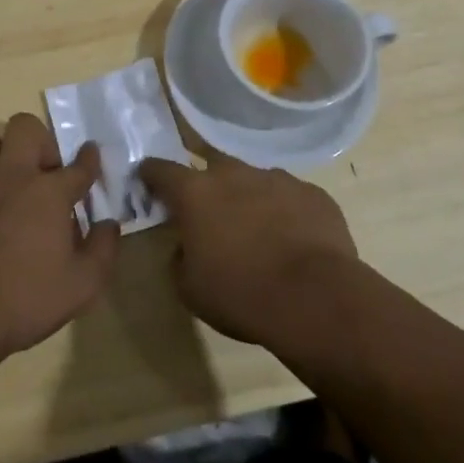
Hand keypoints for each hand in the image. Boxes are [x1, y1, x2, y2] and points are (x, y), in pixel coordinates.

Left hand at [0, 113, 119, 358]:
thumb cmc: (26, 301)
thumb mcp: (83, 285)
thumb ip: (103, 249)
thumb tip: (109, 224)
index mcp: (48, 193)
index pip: (78, 165)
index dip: (89, 158)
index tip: (91, 154)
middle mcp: (9, 176)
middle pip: (25, 127)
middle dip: (39, 140)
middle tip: (42, 170)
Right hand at [139, 154, 359, 345]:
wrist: (315, 297)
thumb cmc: (241, 293)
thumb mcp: (190, 289)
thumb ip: (179, 258)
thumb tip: (186, 246)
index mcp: (195, 192)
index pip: (160, 169)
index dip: (151, 175)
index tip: (147, 181)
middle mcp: (233, 174)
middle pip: (211, 165)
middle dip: (206, 184)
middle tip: (209, 212)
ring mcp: (276, 178)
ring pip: (253, 180)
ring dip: (248, 198)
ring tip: (257, 231)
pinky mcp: (312, 193)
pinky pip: (290, 197)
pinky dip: (285, 212)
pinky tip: (293, 241)